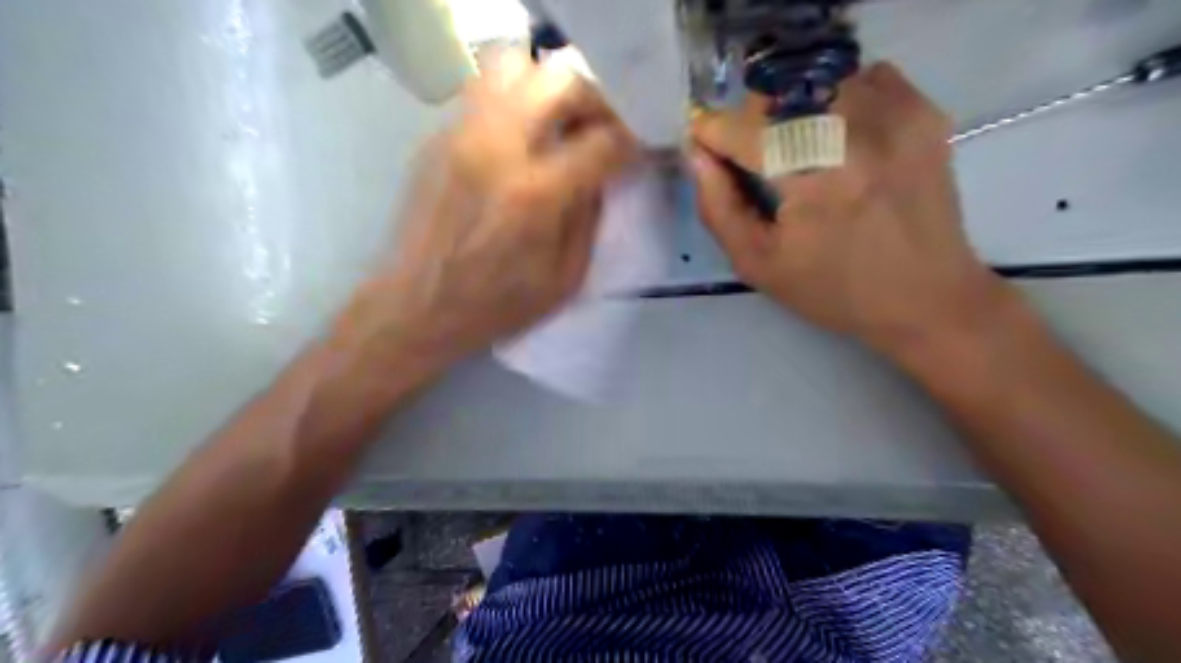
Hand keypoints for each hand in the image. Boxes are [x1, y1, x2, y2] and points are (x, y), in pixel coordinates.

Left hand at [341, 50, 636, 372]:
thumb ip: (590, 219)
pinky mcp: (438, 138)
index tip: (634, 154)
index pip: (603, 139)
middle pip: (561, 80)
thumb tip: (601, 175)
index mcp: (536, 194)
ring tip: (558, 126)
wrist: (415, 308)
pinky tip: (520, 142)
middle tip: (600, 130)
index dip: (630, 143)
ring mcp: (462, 135)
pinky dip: (516, 103)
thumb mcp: (564, 279)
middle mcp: (498, 148)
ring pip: (516, 66)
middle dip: (596, 99)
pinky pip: (485, 92)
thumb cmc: (495, 306)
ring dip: (549, 90)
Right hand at [694, 61, 1014, 362]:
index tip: (703, 143)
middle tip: (754, 158)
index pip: (742, 129)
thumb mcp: (758, 264)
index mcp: (813, 179)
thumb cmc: (833, 290)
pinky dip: (838, 99)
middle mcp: (857, 132)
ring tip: (799, 151)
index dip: (712, 132)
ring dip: (792, 110)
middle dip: (751, 121)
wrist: (927, 296)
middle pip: (777, 94)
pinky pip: (863, 77)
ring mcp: (897, 115)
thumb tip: (697, 154)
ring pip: (816, 81)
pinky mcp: (923, 110)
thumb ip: (718, 208)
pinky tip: (841, 139)